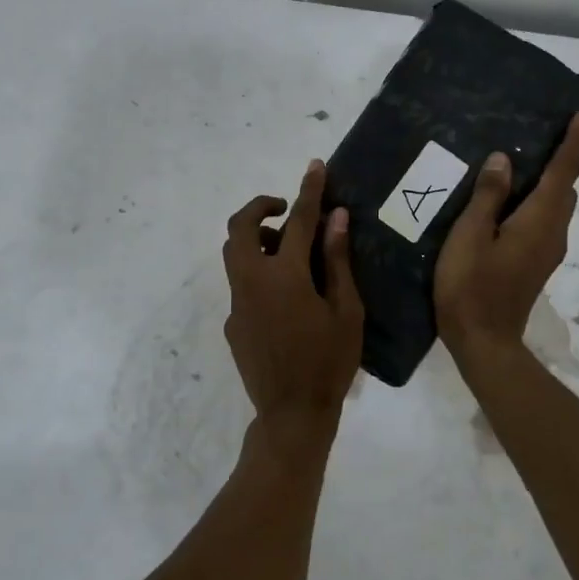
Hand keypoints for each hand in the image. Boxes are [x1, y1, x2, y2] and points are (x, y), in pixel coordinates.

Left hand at [222, 160, 364, 455]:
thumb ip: (337, 260)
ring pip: (234, 254)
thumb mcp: (346, 310)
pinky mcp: (232, 322)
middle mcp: (251, 282)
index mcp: (284, 276)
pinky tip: (285, 299)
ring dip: (257, 241)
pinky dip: (259, 275)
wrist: (292, 413)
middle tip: (286, 211)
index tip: (315, 166)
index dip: (308, 191)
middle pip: (240, 228)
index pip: (298, 221)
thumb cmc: (329, 362)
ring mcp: (236, 303)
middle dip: (260, 207)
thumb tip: (336, 218)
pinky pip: (241, 285)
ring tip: (290, 254)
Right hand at [435, 112, 578, 359]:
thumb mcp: (470, 236)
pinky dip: (542, 200)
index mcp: (538, 221)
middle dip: (565, 159)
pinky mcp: (536, 263)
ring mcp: (547, 251)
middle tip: (552, 132)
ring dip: (553, 181)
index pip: (562, 173)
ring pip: (558, 206)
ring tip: (532, 160)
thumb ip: (487, 197)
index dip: (572, 144)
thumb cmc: (471, 286)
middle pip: (566, 188)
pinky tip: (516, 200)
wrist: (483, 341)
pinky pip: (547, 220)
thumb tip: (504, 159)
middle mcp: (552, 233)